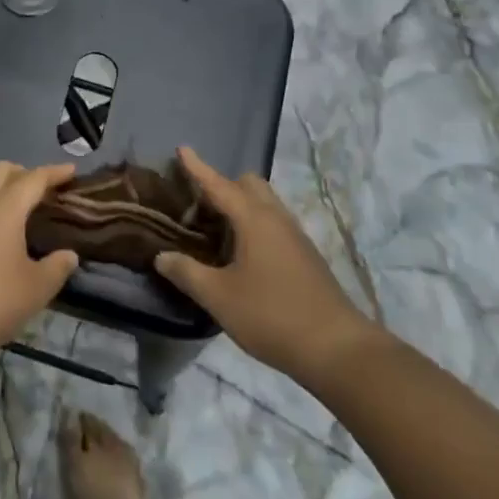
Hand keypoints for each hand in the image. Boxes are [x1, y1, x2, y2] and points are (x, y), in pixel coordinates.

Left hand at [0, 161, 79, 364]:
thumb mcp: (36, 288)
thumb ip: (57, 267)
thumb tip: (69, 255)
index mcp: (3, 208)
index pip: (33, 179)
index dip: (54, 172)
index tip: (72, 170)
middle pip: (1, 171)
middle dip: (24, 173)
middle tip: (44, 189)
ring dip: (3, 189)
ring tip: (22, 210)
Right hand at [154, 147, 384, 379]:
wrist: (337, 349)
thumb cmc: (271, 315)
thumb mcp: (219, 297)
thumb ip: (187, 273)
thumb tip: (162, 256)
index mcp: (254, 219)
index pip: (219, 184)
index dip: (198, 168)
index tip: (182, 148)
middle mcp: (276, 219)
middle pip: (249, 185)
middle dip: (223, 185)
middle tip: (198, 205)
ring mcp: (295, 237)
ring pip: (264, 204)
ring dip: (239, 206)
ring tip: (215, 230)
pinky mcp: (305, 256)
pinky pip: (273, 224)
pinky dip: (253, 225)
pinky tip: (241, 255)